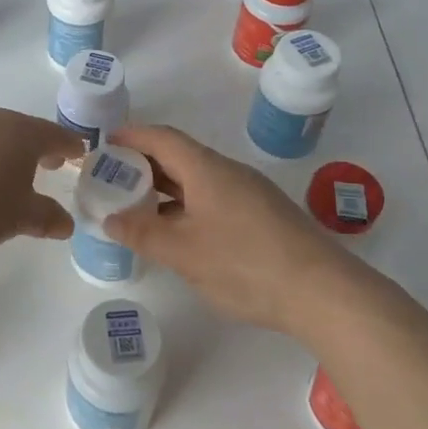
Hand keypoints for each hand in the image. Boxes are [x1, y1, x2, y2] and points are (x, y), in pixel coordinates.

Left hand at [0, 103, 81, 258]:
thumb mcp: (15, 219)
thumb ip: (44, 217)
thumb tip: (66, 222)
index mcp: (17, 131)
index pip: (53, 135)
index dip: (69, 146)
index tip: (79, 153)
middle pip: (19, 129)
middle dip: (34, 147)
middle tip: (47, 163)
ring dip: (0, 150)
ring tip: (3, 174)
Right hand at [102, 124, 349, 333]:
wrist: (323, 292)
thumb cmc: (245, 263)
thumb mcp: (183, 252)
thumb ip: (143, 233)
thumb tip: (110, 219)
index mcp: (207, 169)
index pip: (161, 138)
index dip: (131, 136)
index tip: (104, 145)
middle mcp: (228, 172)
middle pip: (178, 157)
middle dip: (143, 165)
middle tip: (111, 181)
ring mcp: (248, 194)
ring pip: (197, 181)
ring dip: (164, 190)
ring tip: (136, 209)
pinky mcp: (262, 217)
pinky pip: (213, 199)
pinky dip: (186, 206)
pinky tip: (178, 233)